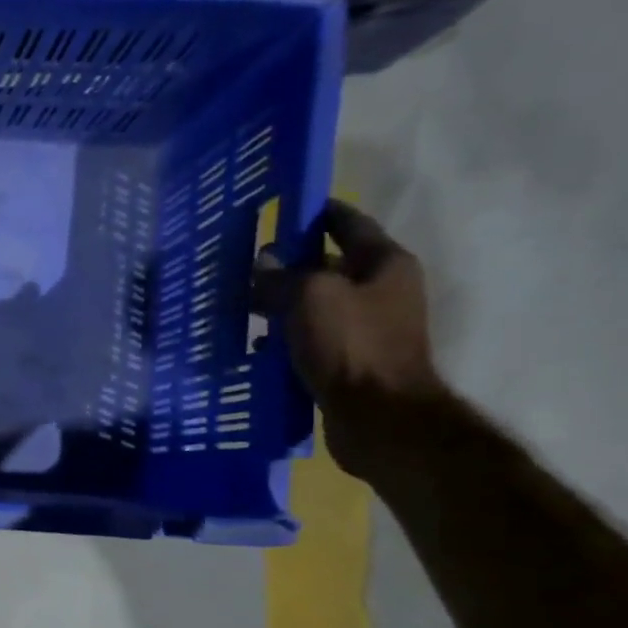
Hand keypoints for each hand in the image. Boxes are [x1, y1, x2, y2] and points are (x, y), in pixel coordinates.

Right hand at [254, 199, 447, 480]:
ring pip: (316, 306)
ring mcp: (367, 329)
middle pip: (329, 267)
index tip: (282, 210)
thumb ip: (281, 277)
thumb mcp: (309, 297)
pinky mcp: (350, 362)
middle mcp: (382, 291)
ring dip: (282, 306)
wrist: (379, 416)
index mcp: (384, 264)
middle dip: (288, 267)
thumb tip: (261, 265)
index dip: (316, 214)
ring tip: (243, 310)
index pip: (348, 224)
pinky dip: (286, 339)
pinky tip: (258, 348)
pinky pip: (312, 340)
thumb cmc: (351, 345)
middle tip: (245, 270)